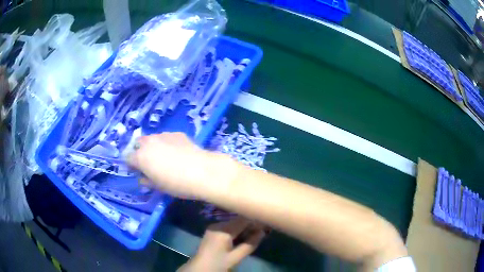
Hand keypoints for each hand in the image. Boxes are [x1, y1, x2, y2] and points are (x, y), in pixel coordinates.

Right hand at [127, 132, 236, 199]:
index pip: (128, 158)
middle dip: (140, 152)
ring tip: (165, 157)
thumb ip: (146, 181)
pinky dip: (167, 143)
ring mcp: (163, 135)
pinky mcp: (177, 133)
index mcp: (141, 157)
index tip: (138, 171)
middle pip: (138, 143)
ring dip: (154, 146)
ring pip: (153, 139)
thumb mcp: (158, 187)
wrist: (202, 171)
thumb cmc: (176, 184)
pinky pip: (167, 137)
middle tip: (150, 163)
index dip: (132, 165)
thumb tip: (143, 178)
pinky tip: (178, 152)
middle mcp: (149, 142)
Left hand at [179, 217, 266, 271]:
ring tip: (254, 236)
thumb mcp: (235, 257)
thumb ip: (249, 244)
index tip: (266, 224)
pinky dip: (236, 232)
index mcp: (222, 230)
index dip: (255, 220)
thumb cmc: (217, 264)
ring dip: (244, 229)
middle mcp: (217, 225)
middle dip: (250, 226)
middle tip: (262, 232)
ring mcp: (213, 228)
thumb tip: (262, 232)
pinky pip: (228, 228)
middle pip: (238, 221)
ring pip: (233, 224)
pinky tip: (242, 238)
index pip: (243, 219)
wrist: (199, 268)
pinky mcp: (212, 232)